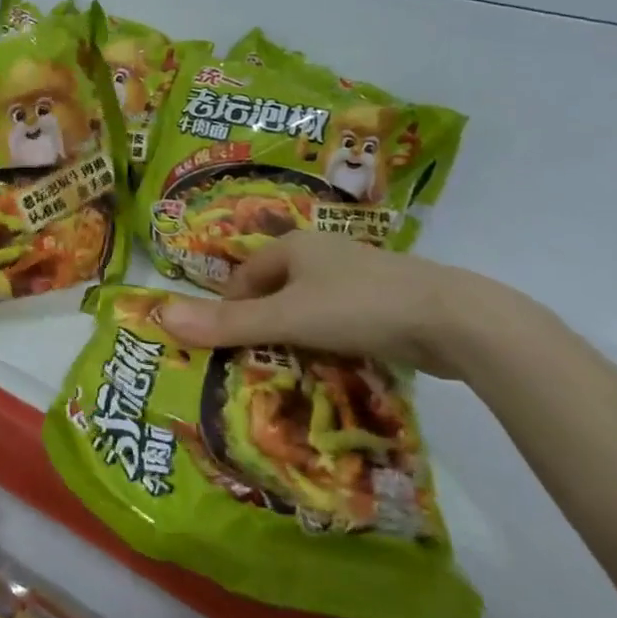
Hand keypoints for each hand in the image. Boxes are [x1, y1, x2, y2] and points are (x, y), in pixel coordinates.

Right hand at [157, 231, 539, 378]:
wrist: (456, 319)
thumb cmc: (358, 307)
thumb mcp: (286, 318)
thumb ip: (227, 323)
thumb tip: (160, 316)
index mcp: (294, 246)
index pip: (245, 276)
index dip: (231, 309)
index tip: (229, 346)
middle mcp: (323, 255)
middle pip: (276, 292)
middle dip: (265, 326)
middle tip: (258, 364)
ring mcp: (358, 277)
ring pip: (311, 308)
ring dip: (300, 337)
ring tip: (295, 370)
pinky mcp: (388, 303)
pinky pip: (343, 321)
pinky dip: (333, 342)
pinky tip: (338, 365)